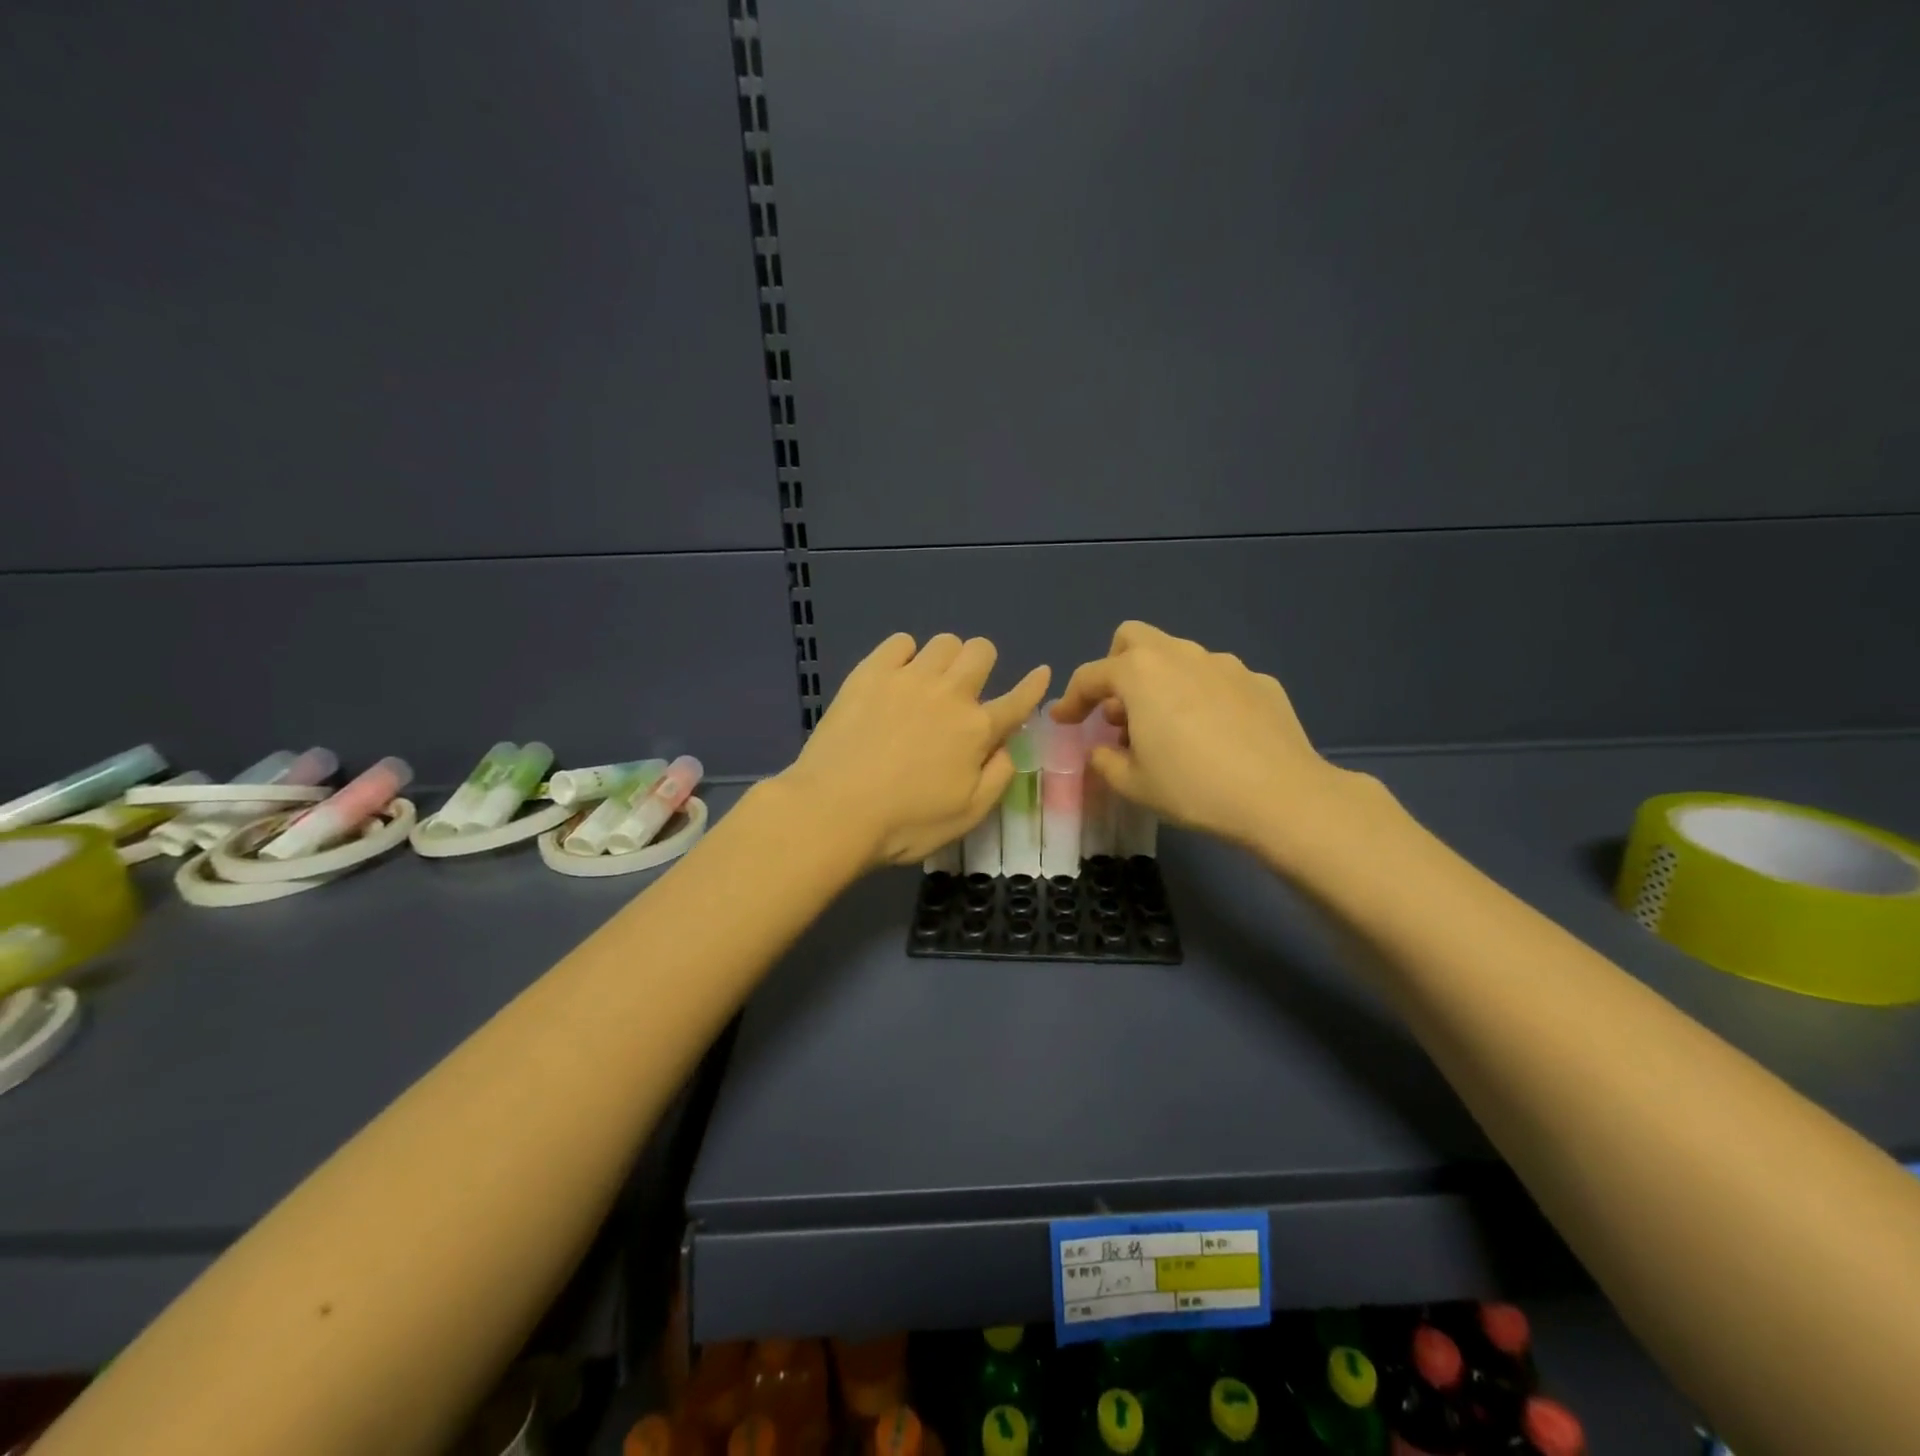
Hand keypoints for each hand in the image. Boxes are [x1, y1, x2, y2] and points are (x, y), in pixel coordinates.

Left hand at [780, 633, 1050, 868]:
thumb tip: (1011, 746)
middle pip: (981, 651)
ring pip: (944, 641)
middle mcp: (950, 694)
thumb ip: (998, 776)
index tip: (1041, 674)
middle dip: (983, 663)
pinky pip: (900, 641)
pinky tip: (895, 676)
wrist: (835, 810)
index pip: (1018, 700)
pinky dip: (905, 653)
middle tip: (966, 689)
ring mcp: (909, 678)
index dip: (1034, 686)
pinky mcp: (871, 673)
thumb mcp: (967, 814)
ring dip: (946, 658)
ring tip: (929, 682)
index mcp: (978, 730)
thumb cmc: (906, 824)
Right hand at [1051, 621, 1372, 857]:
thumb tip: (1103, 749)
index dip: (1071, 699)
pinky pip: (1216, 680)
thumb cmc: (1193, 788)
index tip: (1063, 721)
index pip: (1091, 675)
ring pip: (1178, 657)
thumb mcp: (1133, 784)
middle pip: (1134, 639)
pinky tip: (1214, 734)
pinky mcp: (1259, 681)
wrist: (1281, 796)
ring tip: (1167, 727)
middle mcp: (1180, 655)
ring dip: (1161, 682)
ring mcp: (1224, 664)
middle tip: (1118, 709)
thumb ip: (1105, 761)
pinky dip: (1202, 697)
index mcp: (1140, 674)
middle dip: (1116, 667)